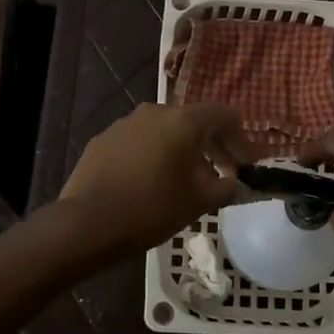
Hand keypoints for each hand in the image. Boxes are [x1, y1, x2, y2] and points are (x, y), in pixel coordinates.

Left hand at [60, 103, 246, 249]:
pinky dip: (153, 155)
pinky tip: (150, 182)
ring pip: (164, 131)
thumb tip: (238, 184)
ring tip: (185, 182)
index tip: (247, 164)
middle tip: (222, 174)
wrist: (87, 222)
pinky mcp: (103, 139)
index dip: (241, 139)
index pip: (223, 115)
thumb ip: (226, 188)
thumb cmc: (151, 208)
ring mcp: (125, 123)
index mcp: (182, 121)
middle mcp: (154, 111)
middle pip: (193, 122)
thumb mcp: (198, 202)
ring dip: (181, 151)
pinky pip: (139, 141)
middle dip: (212, 147)